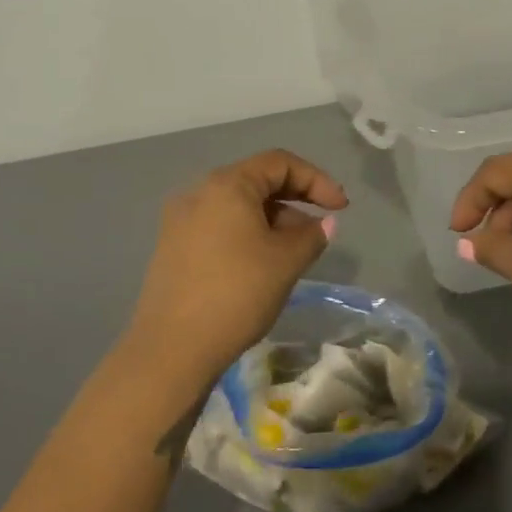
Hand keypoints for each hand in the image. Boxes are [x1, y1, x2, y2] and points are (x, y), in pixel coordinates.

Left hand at [120, 150, 347, 389]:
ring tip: (295, 251)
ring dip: (272, 220)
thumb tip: (324, 224)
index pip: (280, 163)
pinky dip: (247, 234)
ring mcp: (181, 220)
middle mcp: (199, 192)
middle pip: (257, 181)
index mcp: (227, 184)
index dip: (316, 180)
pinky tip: (262, 264)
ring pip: (238, 206)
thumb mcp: (286, 262)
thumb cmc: (237, 293)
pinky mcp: (173, 247)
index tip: (340, 208)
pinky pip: (219, 226)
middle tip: (321, 227)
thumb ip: (312, 235)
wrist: (172, 348)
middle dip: (295, 200)